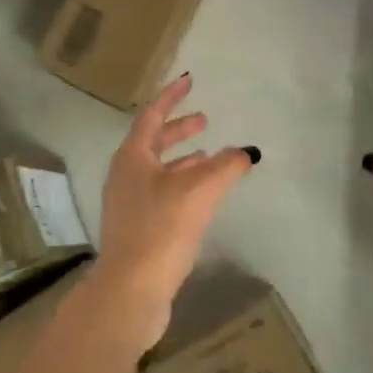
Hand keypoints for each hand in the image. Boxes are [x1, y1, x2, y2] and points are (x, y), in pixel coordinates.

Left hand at [90, 73, 258, 349]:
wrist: (130, 292)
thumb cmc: (161, 229)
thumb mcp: (200, 191)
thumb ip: (226, 166)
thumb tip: (246, 152)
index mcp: (133, 157)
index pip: (152, 115)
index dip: (172, 96)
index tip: (189, 80)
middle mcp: (126, 175)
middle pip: (153, 142)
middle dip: (178, 129)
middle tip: (203, 120)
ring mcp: (129, 204)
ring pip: (158, 169)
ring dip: (183, 159)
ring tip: (209, 156)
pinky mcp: (138, 229)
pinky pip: (162, 193)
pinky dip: (183, 184)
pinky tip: (202, 196)